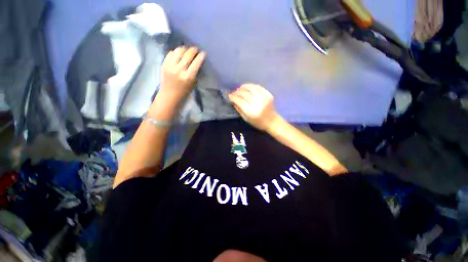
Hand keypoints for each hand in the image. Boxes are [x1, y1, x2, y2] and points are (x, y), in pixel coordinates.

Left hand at [158, 46, 205, 106]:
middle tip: (196, 49)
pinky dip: (176, 52)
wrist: (169, 95)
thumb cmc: (184, 91)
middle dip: (193, 50)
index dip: (201, 56)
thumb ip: (195, 72)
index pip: (196, 62)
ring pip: (179, 51)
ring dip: (184, 49)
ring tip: (187, 50)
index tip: (203, 53)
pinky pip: (171, 53)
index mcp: (189, 77)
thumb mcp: (193, 83)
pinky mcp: (164, 64)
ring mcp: (170, 66)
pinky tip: (179, 54)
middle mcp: (179, 70)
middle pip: (188, 55)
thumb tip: (197, 61)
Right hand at [229, 84, 279, 130]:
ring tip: (240, 88)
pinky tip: (248, 88)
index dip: (234, 97)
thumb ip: (239, 110)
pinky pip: (258, 87)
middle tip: (234, 92)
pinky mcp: (268, 95)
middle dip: (237, 92)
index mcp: (251, 112)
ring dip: (244, 87)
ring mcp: (264, 98)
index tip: (229, 96)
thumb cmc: (258, 122)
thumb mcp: (246, 119)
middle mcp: (257, 104)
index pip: (240, 101)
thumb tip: (233, 101)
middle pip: (245, 94)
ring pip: (251, 88)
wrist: (272, 121)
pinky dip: (252, 86)